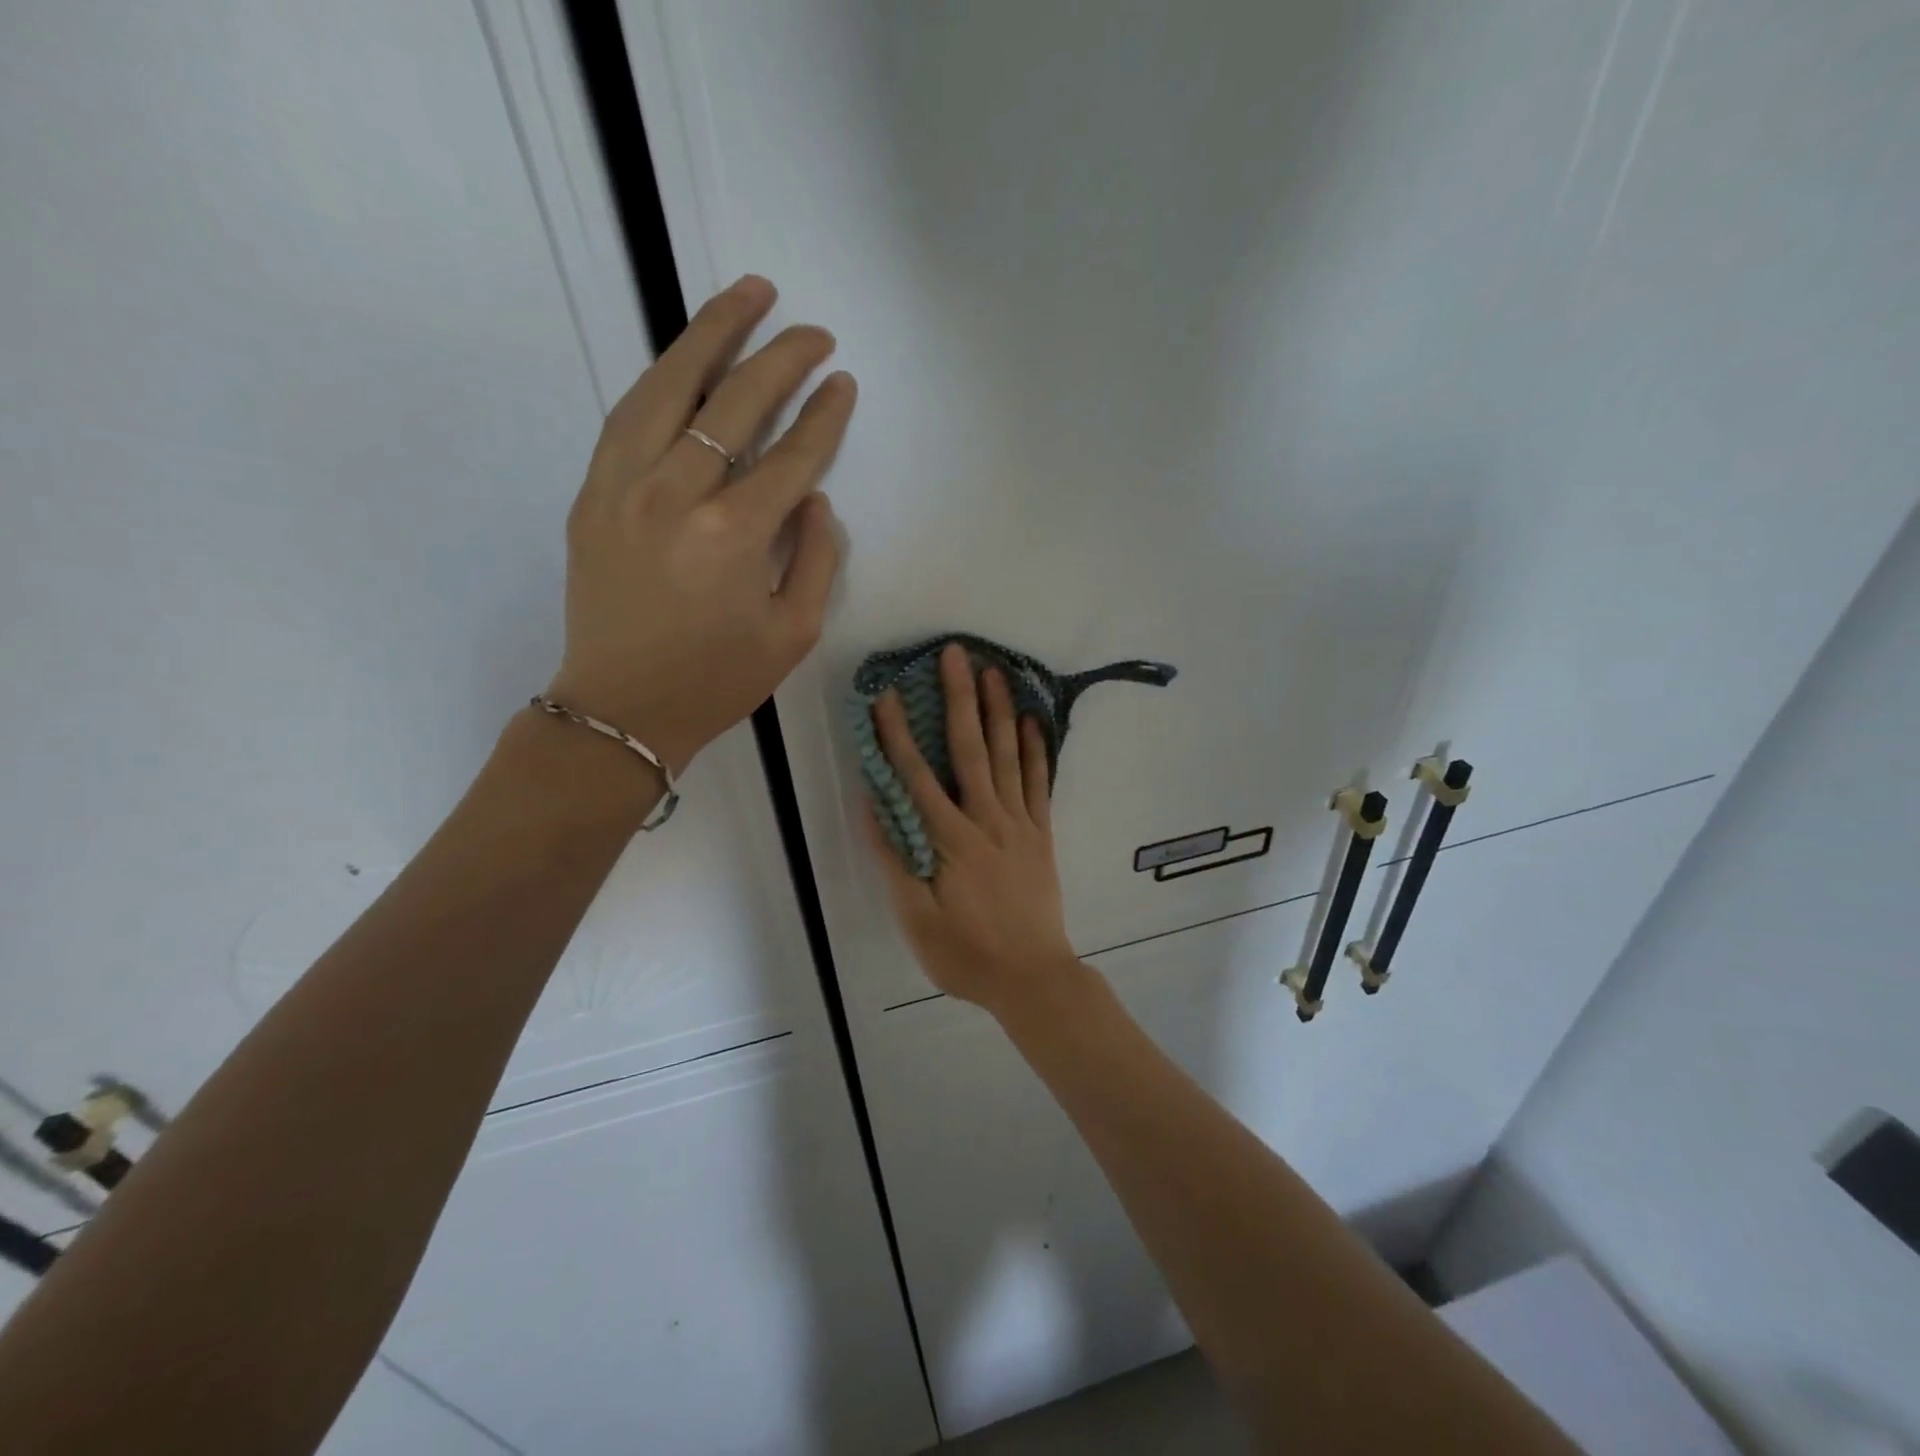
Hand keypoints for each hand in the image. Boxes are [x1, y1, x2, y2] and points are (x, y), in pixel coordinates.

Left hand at [545, 275, 852, 772]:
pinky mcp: (592, 493)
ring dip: (711, 333)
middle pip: (734, 403)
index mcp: (734, 535)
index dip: (823, 416)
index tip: (842, 383)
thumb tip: (812, 499)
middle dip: (781, 358)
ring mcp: (623, 487)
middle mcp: (676, 495)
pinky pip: (630, 415)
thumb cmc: (717, 681)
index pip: (790, 455)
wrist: (620, 709)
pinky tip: (687, 360)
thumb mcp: (793, 633)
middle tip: (813, 332)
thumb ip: (814, 559)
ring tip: (748, 294)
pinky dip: (663, 378)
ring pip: (669, 386)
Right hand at [867, 644, 1080, 1012]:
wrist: (1033, 978)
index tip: (884, 696)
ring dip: (997, 711)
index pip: (916, 776)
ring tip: (992, 671)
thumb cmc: (966, 955)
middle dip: (958, 699)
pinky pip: (1039, 783)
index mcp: (949, 840)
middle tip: (954, 654)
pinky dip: (1034, 750)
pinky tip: (1031, 721)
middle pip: (969, 749)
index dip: (897, 734)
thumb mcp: (916, 919)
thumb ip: (894, 860)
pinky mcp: (1042, 834)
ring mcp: (1020, 824)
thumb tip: (873, 806)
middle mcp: (986, 820)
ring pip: (1007, 757)